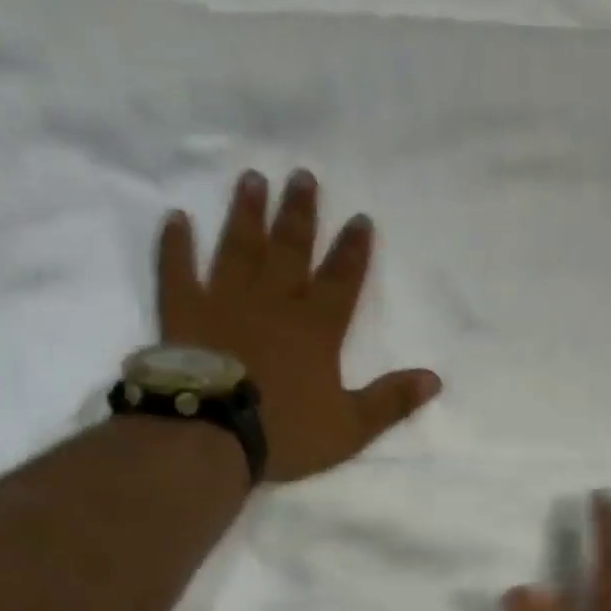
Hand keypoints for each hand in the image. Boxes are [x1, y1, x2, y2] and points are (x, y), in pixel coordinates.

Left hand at [154, 169, 442, 481]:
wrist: (215, 434)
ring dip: (247, 214)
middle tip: (303, 176)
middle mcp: (273, 302)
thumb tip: (434, 379)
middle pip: (290, 250)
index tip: (360, 218)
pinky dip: (176, 245)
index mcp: (315, 329)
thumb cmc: (286, 432)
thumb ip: (390, 402)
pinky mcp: (183, 312)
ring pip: (239, 248)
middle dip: (299, 214)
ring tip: (252, 180)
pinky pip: (177, 270)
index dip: (353, 251)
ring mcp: (224, 301)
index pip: (341, 281)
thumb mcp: (350, 427)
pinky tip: (176, 218)